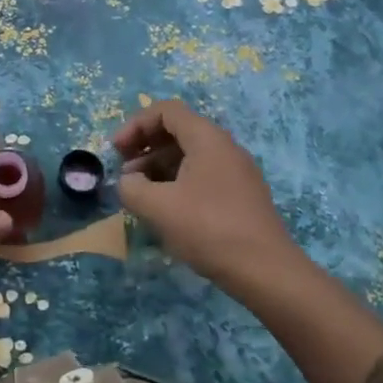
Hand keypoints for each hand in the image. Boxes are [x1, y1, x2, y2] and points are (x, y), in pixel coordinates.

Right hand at [114, 99, 301, 290]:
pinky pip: (203, 176)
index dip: (135, 124)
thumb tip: (128, 181)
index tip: (116, 151)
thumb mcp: (158, 207)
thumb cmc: (208, 229)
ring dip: (159, 167)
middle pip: (178, 130)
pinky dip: (177, 183)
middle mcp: (225, 147)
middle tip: (125, 172)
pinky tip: (166, 210)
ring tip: (140, 194)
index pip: (166, 111)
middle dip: (145, 146)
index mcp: (207, 138)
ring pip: (190, 155)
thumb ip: (131, 187)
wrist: (266, 271)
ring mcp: (236, 172)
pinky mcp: (241, 196)